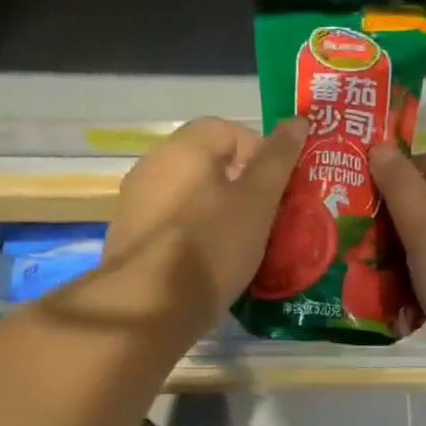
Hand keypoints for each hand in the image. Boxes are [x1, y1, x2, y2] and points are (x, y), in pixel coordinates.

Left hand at [105, 116, 308, 323]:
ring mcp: (135, 202)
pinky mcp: (128, 237)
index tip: (277, 190)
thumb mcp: (258, 201)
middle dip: (240, 185)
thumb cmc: (212, 245)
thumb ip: (278, 159)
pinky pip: (171, 223)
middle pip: (207, 163)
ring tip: (240, 244)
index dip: (261, 155)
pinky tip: (206, 263)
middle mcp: (152, 165)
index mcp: (183, 148)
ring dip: (217, 211)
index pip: (230, 130)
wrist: (150, 306)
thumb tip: (297, 120)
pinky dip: (192, 234)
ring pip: (189, 195)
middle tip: (265, 218)